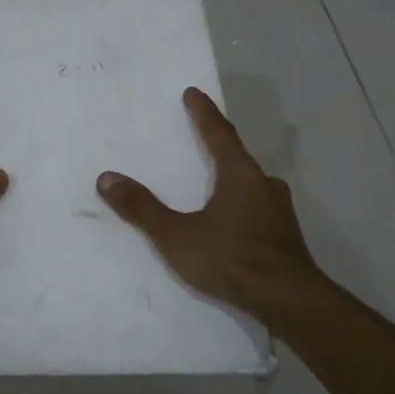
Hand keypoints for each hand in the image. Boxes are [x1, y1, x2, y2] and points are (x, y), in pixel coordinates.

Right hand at [97, 87, 327, 324]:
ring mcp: (280, 211)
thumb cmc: (231, 259)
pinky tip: (233, 222)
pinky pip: (258, 209)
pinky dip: (242, 205)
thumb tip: (106, 178)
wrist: (288, 301)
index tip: (193, 93)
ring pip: (251, 184)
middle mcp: (264, 185)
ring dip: (232, 178)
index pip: (219, 133)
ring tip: (214, 183)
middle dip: (219, 146)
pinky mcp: (286, 236)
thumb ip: (143, 208)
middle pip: (238, 157)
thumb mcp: (177, 235)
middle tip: (201, 138)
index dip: (204, 113)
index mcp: (239, 174)